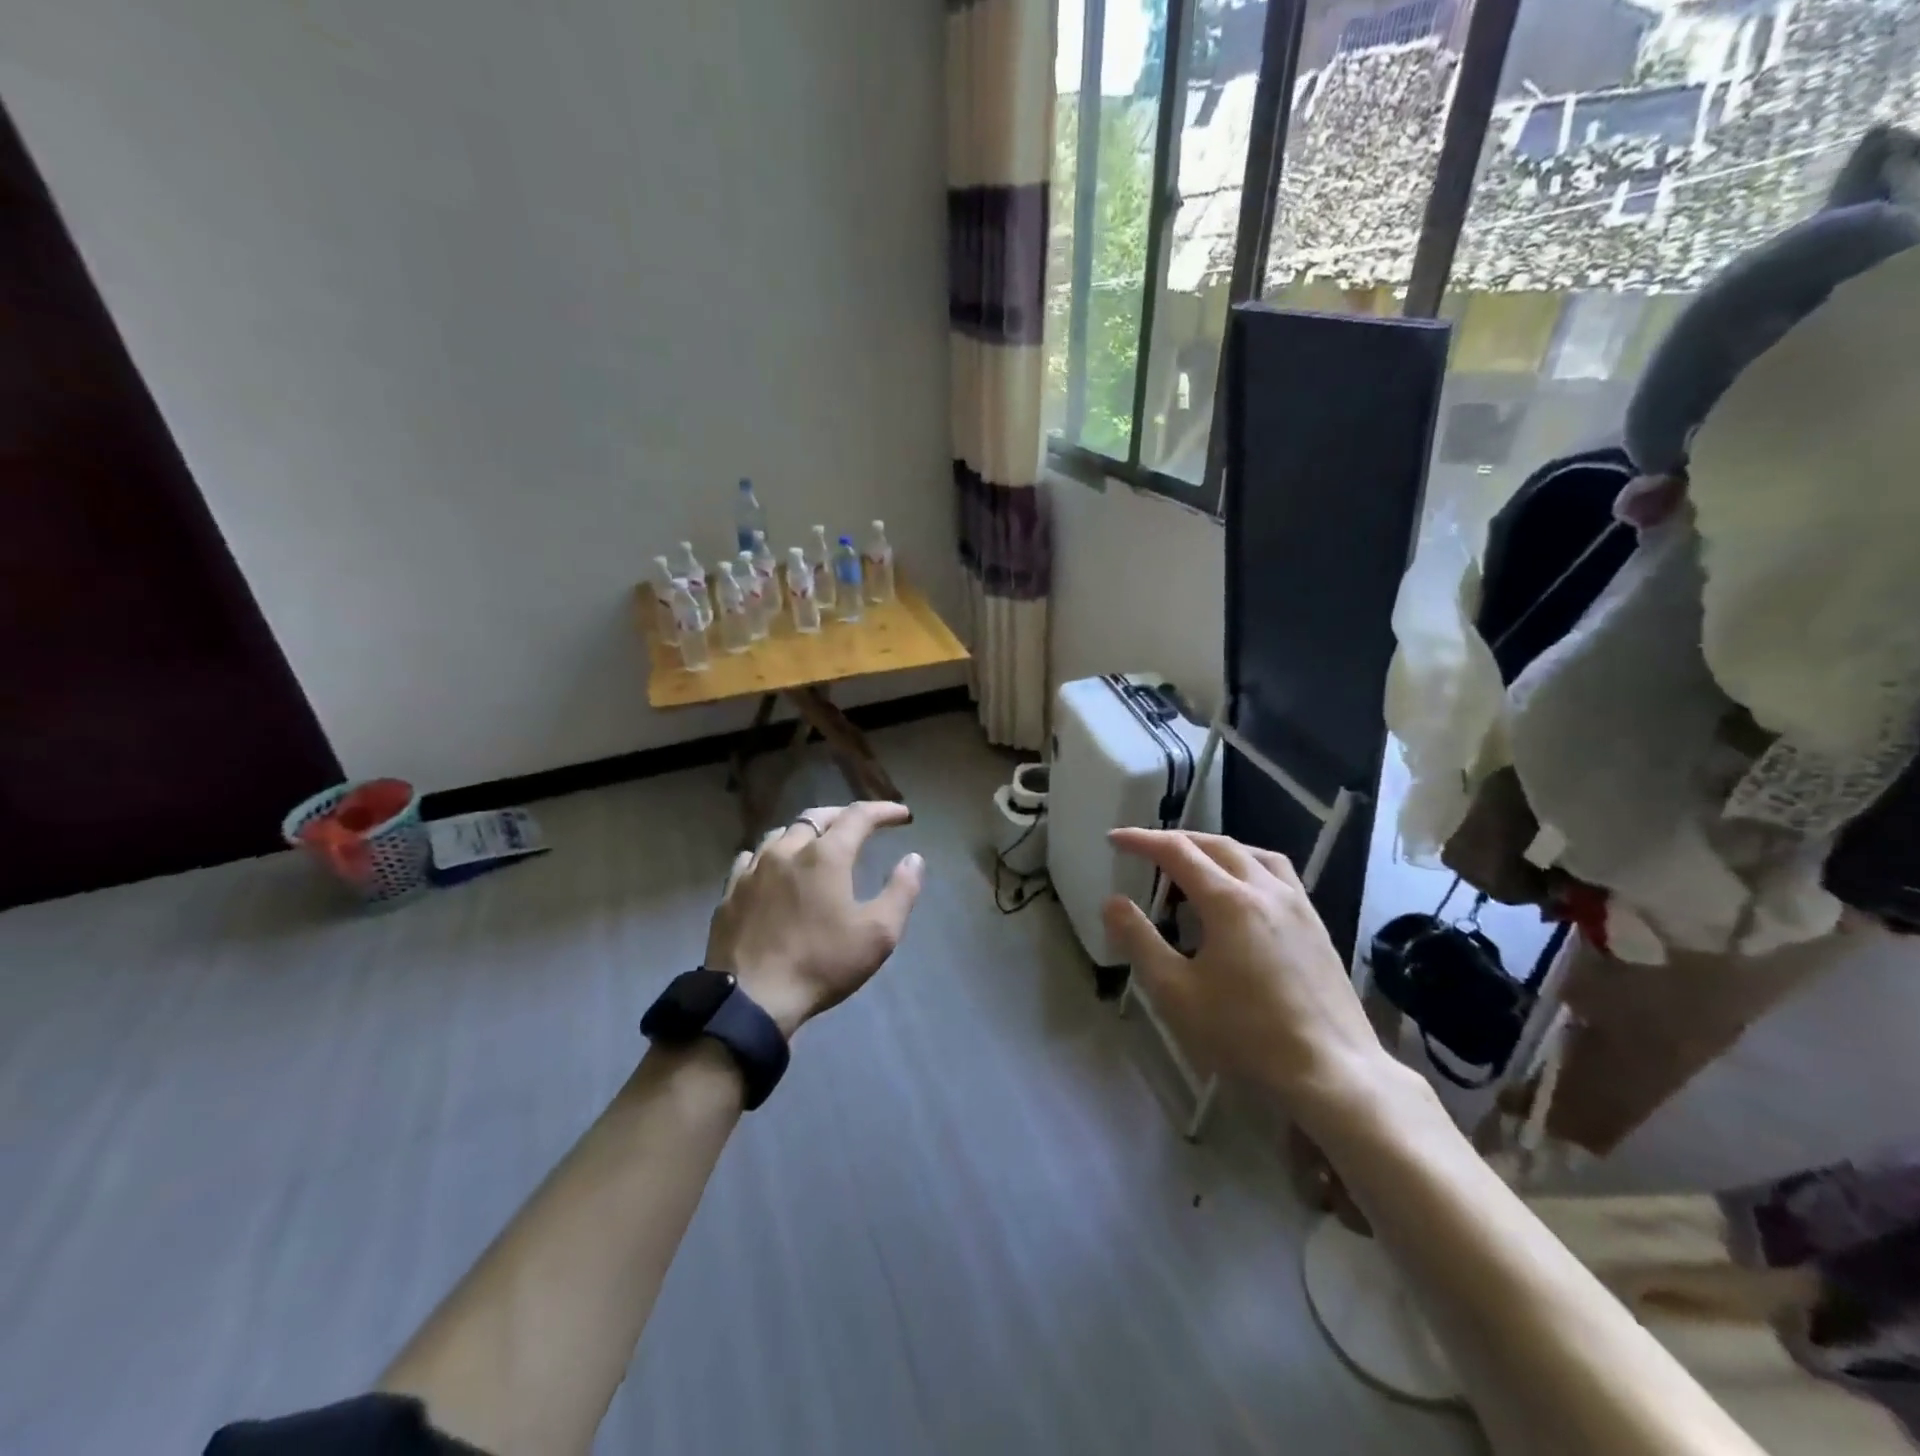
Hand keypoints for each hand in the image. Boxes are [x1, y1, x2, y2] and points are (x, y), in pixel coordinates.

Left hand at [706, 802, 924, 1037]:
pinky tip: (774, 868)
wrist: (751, 999)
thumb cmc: (821, 964)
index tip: (902, 815)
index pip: (858, 816)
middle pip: (817, 817)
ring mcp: (753, 870)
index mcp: (825, 856)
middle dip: (844, 815)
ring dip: (806, 832)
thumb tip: (913, 858)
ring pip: (782, 834)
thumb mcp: (878, 934)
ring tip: (818, 844)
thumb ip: (901, 891)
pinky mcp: (730, 892)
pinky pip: (752, 858)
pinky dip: (772, 854)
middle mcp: (787, 850)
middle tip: (862, 824)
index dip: (883, 810)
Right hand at [1102, 829, 1405, 1130]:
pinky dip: (1248, 866)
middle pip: (1217, 845)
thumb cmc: (1246, 1035)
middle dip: (1178, 841)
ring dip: (1217, 849)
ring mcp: (1299, 906)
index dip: (1142, 841)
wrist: (1333, 1074)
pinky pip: (1278, 875)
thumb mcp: (1176, 993)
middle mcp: (1266, 890)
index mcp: (1230, 901)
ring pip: (1253, 854)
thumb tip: (1113, 902)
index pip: (1177, 852)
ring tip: (1196, 864)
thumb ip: (1140, 941)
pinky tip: (1242, 895)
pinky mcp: (1317, 927)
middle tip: (1147, 850)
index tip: (1114, 839)